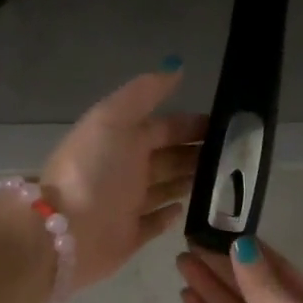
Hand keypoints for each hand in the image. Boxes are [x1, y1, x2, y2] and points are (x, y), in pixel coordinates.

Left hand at [41, 66, 206, 289]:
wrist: (66, 232)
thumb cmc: (92, 171)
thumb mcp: (113, 119)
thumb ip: (143, 93)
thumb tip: (176, 66)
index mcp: (121, 140)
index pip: (163, 127)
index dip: (191, 125)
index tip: (227, 127)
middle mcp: (125, 170)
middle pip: (167, 157)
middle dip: (196, 153)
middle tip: (236, 157)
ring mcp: (127, 204)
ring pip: (166, 188)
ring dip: (190, 181)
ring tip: (225, 180)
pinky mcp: (130, 236)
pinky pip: (154, 223)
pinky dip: (169, 215)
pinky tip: (188, 208)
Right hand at [176, 240, 302, 302]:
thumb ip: (266, 288)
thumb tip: (241, 246)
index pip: (280, 272)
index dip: (249, 252)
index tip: (218, 231)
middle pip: (254, 293)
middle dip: (224, 270)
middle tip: (188, 245)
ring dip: (211, 292)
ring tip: (182, 264)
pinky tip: (189, 300)